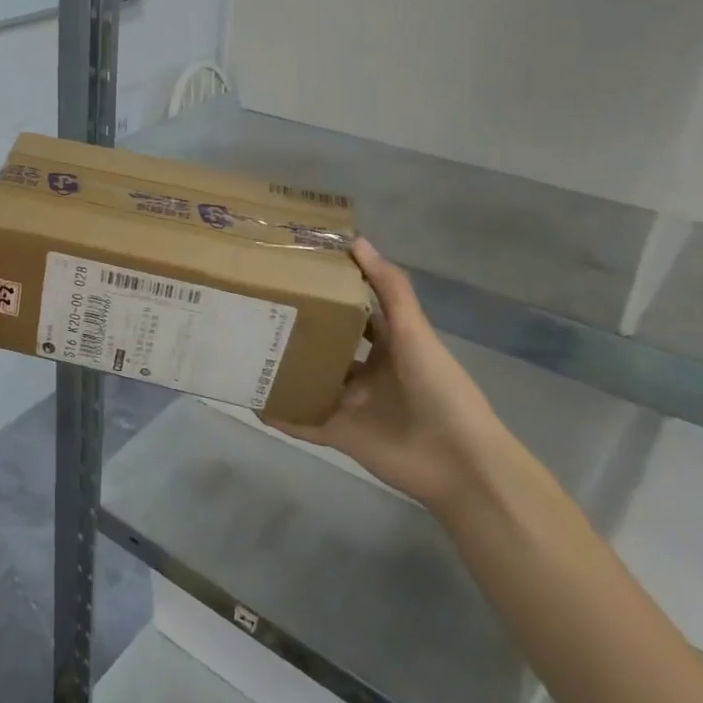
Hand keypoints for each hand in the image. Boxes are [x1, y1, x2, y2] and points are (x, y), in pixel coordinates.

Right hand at [270, 238, 505, 511]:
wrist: (458, 461)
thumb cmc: (439, 389)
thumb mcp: (414, 332)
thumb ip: (390, 289)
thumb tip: (356, 241)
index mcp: (387, 345)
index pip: (352, 312)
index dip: (328, 293)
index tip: (293, 272)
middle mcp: (365, 371)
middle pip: (324, 346)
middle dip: (296, 331)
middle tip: (255, 308)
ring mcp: (350, 404)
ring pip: (308, 381)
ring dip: (282, 369)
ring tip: (244, 347)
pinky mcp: (338, 434)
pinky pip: (301, 421)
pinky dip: (278, 412)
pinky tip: (250, 398)